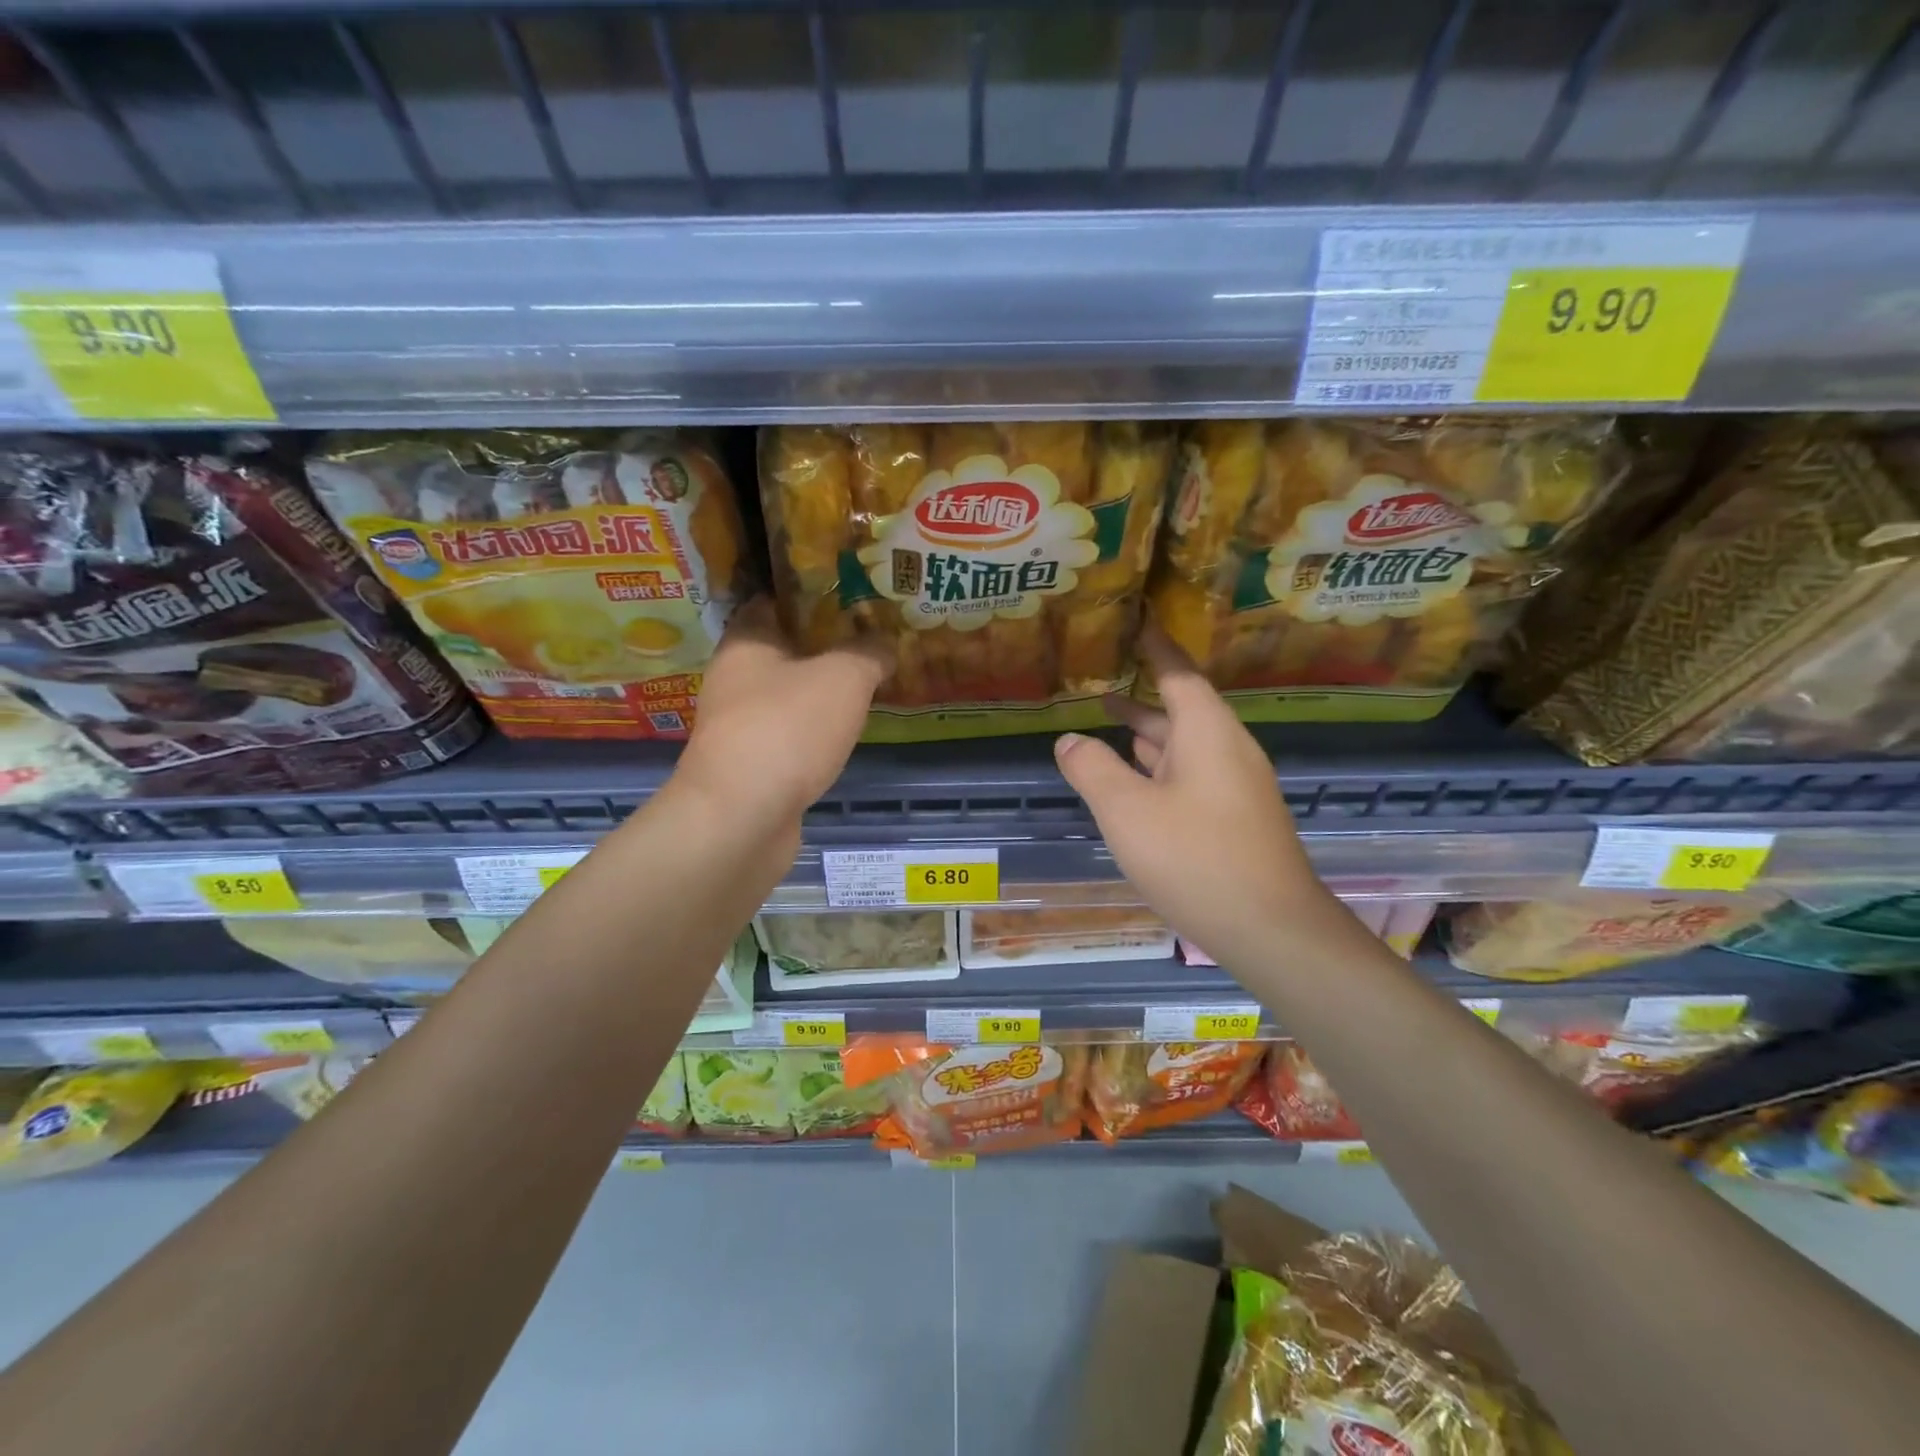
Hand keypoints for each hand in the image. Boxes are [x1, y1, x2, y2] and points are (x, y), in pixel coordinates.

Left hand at [676, 597, 891, 823]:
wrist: (742, 817)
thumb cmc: (787, 729)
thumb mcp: (843, 678)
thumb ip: (868, 653)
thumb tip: (885, 643)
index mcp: (746, 643)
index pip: (771, 601)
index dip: (809, 594)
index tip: (849, 593)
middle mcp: (733, 680)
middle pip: (782, 650)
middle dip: (823, 644)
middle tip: (869, 637)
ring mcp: (739, 727)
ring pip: (786, 696)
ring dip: (819, 691)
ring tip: (865, 682)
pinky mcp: (751, 766)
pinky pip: (789, 735)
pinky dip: (814, 730)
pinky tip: (844, 733)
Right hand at [1053, 626, 1339, 960]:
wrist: (1272, 929)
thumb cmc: (1196, 858)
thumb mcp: (1127, 811)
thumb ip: (1093, 769)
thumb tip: (1069, 740)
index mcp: (1207, 731)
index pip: (1178, 671)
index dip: (1154, 645)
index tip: (1136, 621)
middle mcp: (1227, 749)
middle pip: (1181, 709)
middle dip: (1141, 696)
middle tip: (1100, 680)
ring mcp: (1236, 786)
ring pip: (1185, 746)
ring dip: (1147, 735)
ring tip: (1108, 723)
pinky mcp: (1237, 818)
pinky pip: (1192, 776)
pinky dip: (1159, 768)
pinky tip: (1136, 784)